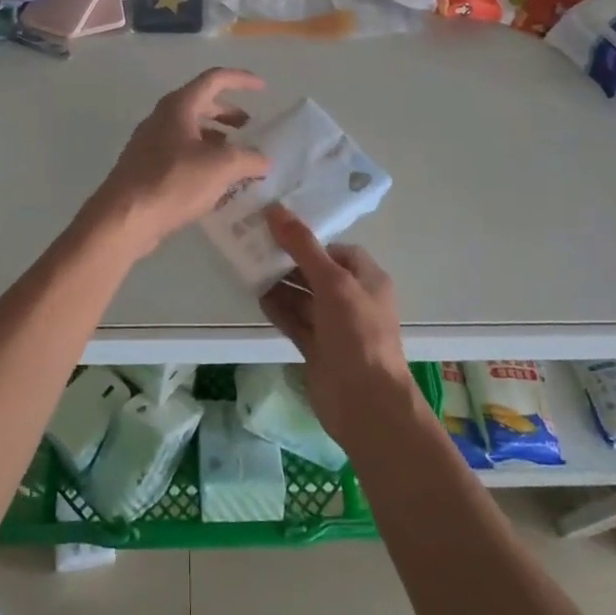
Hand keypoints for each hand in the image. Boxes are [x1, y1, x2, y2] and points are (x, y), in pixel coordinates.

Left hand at [88, 69, 270, 256]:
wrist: (123, 218)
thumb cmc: (173, 182)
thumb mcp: (221, 168)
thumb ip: (248, 159)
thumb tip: (263, 160)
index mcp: (179, 106)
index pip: (214, 79)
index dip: (241, 80)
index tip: (263, 88)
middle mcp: (162, 118)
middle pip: (201, 104)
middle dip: (229, 114)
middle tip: (250, 129)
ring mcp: (150, 142)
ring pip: (190, 131)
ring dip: (216, 139)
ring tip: (237, 159)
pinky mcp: (146, 167)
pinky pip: (180, 153)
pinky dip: (202, 158)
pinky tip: (215, 182)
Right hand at [260, 205, 416, 445]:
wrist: (367, 404)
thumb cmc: (358, 334)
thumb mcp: (333, 283)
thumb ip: (303, 246)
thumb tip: (275, 209)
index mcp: (367, 279)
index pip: (337, 250)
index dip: (310, 240)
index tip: (277, 230)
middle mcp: (352, 300)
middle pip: (316, 272)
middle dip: (289, 260)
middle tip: (254, 244)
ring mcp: (334, 327)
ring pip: (303, 297)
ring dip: (279, 284)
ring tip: (247, 265)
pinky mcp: (318, 349)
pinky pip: (295, 322)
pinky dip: (278, 309)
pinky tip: (255, 295)